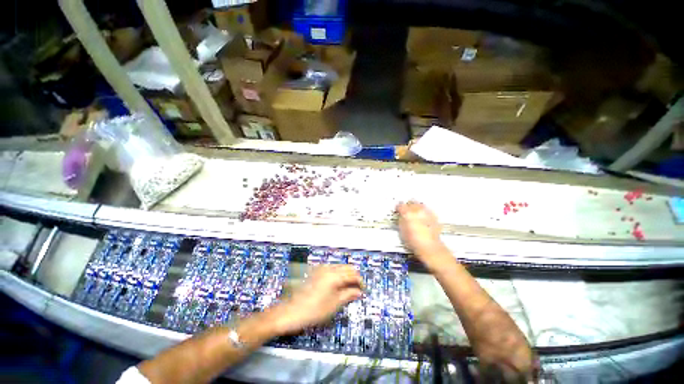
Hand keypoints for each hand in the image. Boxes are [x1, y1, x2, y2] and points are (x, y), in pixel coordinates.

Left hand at [272, 265, 361, 333]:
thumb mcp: (334, 304)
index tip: (363, 290)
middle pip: (347, 267)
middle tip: (357, 290)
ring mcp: (321, 268)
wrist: (290, 311)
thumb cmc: (313, 310)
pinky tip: (337, 286)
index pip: (353, 274)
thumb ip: (348, 295)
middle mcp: (328, 268)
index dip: (360, 282)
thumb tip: (359, 292)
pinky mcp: (316, 271)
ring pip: (339, 267)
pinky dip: (338, 275)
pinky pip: (332, 269)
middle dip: (354, 277)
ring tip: (348, 289)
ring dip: (346, 275)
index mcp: (334, 275)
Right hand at [396, 202, 448, 264]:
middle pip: (411, 202)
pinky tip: (422, 217)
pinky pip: (427, 210)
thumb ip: (400, 220)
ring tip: (414, 213)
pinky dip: (423, 212)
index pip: (400, 205)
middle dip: (407, 205)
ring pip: (420, 205)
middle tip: (405, 210)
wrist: (430, 248)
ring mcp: (427, 213)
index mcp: (407, 213)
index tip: (397, 210)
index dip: (397, 208)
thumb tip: (400, 217)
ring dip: (416, 207)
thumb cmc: (415, 242)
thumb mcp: (401, 231)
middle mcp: (418, 210)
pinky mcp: (434, 217)